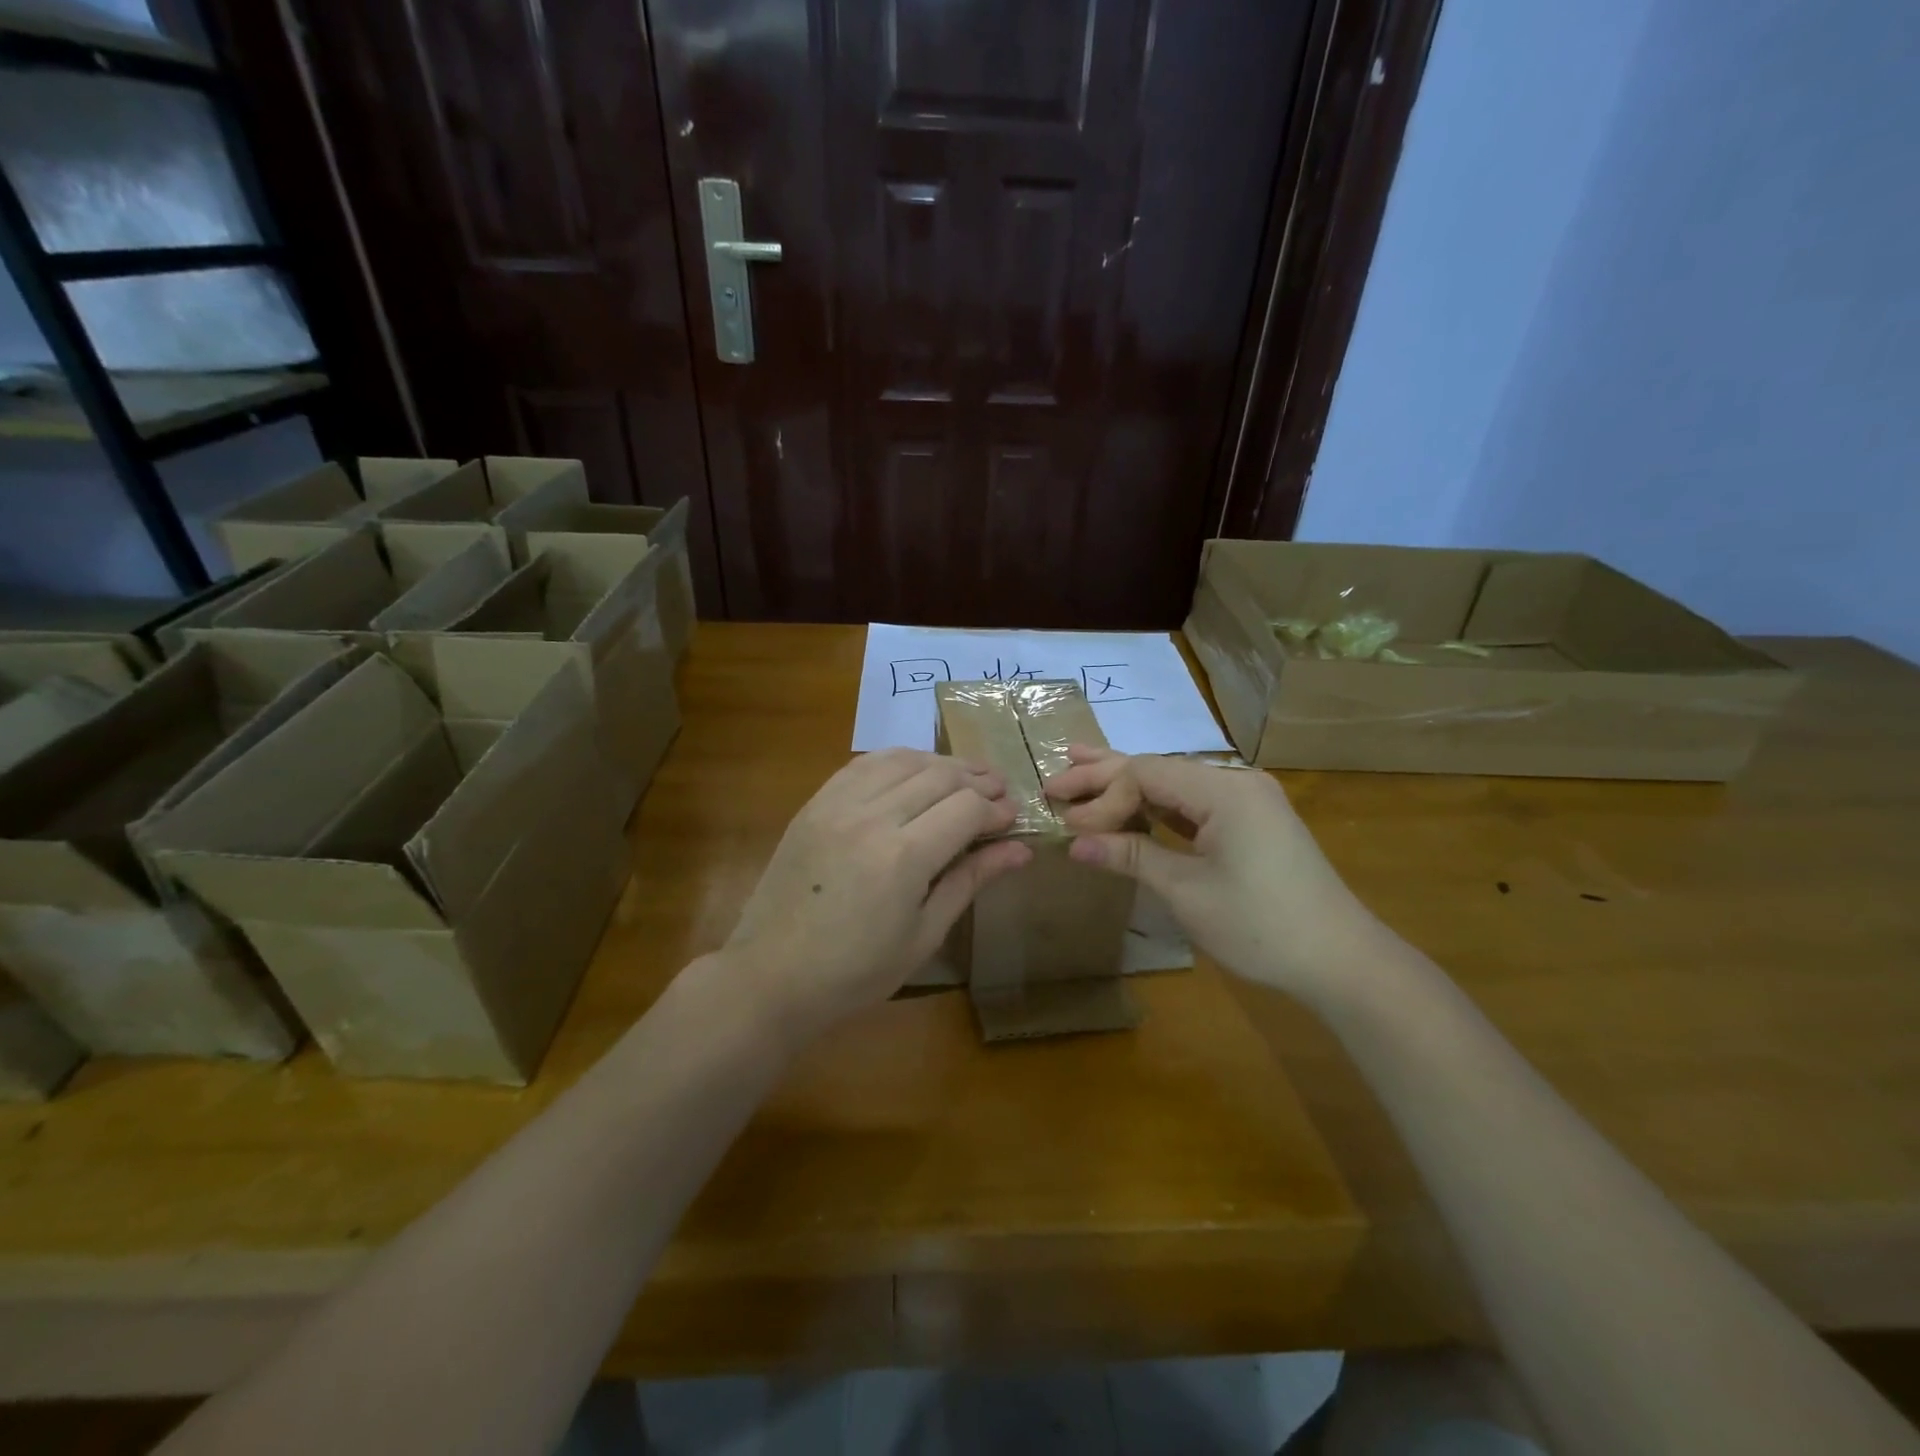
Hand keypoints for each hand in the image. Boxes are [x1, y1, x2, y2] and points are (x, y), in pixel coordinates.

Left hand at [726, 749, 1032, 1041]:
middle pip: (939, 776)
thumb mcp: (923, 935)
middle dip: (977, 779)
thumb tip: (1021, 850)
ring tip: (964, 776)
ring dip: (940, 763)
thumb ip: (971, 880)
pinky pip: (863, 764)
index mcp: (903, 857)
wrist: (771, 975)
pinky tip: (913, 771)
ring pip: (902, 760)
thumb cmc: (856, 971)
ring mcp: (837, 804)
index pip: (966, 808)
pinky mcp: (815, 803)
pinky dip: (897, 760)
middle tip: (999, 791)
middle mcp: (871, 817)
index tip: (1012, 818)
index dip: (996, 809)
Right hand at [1044, 747, 1384, 1005]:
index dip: (1103, 797)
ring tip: (1080, 769)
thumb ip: (1131, 856)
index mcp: (1224, 791)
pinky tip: (1129, 804)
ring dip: (1128, 785)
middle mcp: (1236, 782)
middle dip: (1105, 775)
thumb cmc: (1261, 926)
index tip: (1070, 828)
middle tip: (1055, 781)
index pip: (1145, 775)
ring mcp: (1247, 800)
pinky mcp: (1251, 821)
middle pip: (1158, 769)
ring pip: (1174, 784)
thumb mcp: (1187, 892)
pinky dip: (1157, 806)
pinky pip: (1193, 803)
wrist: (1341, 960)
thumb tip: (1074, 844)